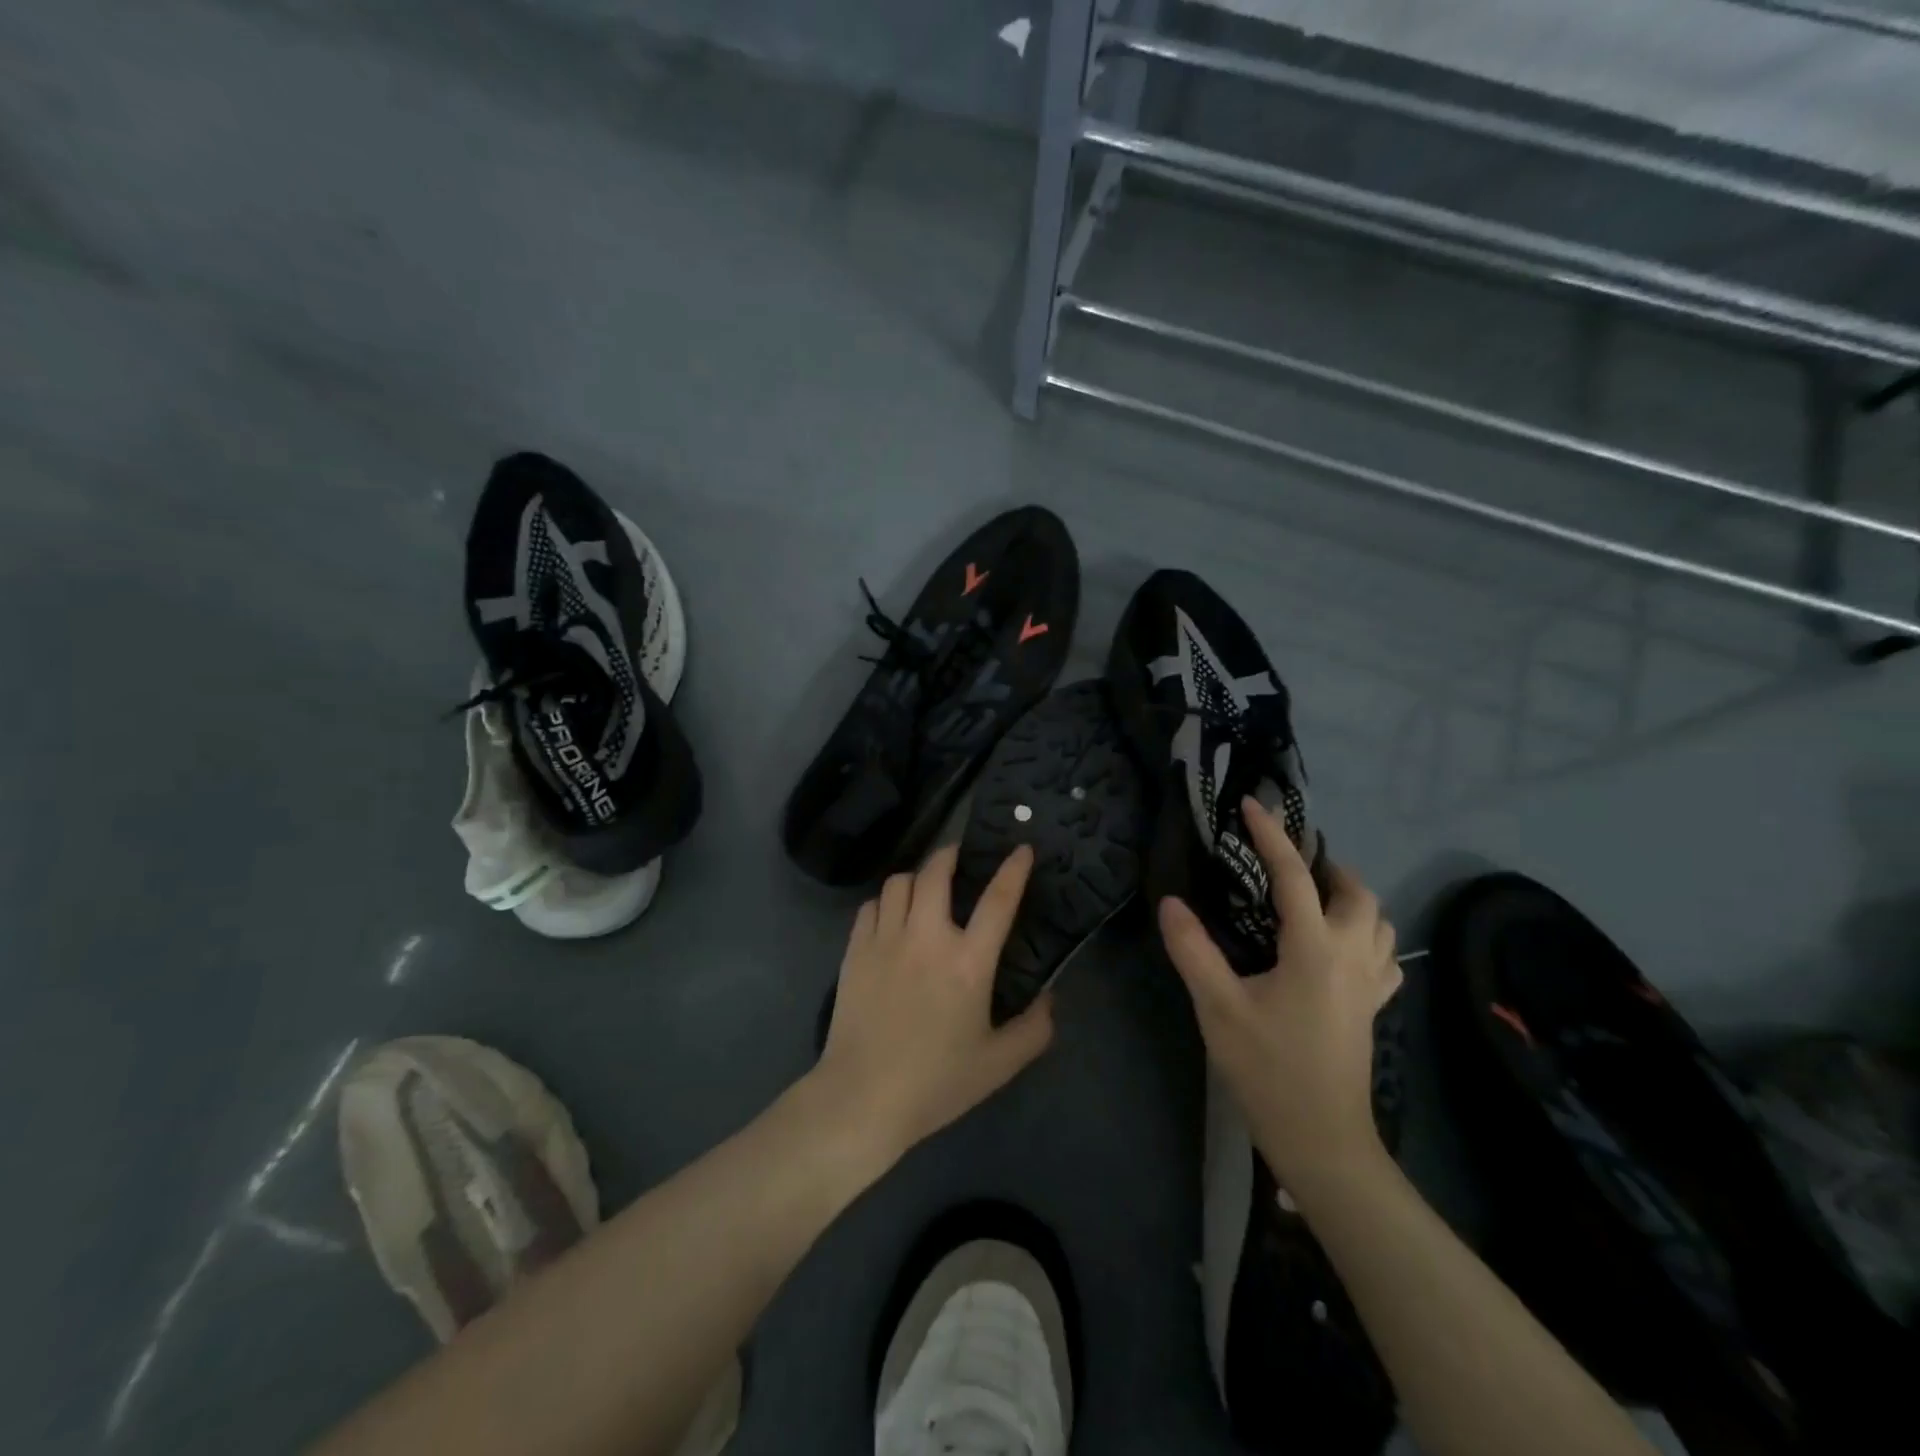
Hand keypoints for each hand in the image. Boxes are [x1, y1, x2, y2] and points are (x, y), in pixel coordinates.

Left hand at [816, 844, 1053, 1167]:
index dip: (1013, 868)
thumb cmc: (935, 1082)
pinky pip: (870, 906)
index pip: (998, 900)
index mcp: (968, 962)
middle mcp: (926, 938)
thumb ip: (1034, 1029)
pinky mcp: (855, 951)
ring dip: (916, 878)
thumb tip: (1050, 998)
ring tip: (924, 888)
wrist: (862, 1098)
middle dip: (951, 853)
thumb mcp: (999, 1065)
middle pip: (936, 872)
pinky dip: (885, 902)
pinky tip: (891, 917)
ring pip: (899, 882)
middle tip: (961, 856)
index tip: (1022, 848)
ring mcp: (885, 940)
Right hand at [1158, 797, 1400, 1185]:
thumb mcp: (1219, 1008)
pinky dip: (1368, 933)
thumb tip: (1172, 901)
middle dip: (1326, 865)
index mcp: (1315, 950)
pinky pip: (1384, 954)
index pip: (1294, 876)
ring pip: (1380, 921)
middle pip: (1356, 892)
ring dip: (1352, 896)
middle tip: (1287, 861)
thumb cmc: (1268, 1070)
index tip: (1251, 806)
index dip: (1272, 836)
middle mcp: (1352, 957)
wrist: (1323, 1140)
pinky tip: (1342, 944)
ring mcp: (1370, 984)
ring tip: (1314, 895)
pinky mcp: (1373, 1008)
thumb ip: (1194, 950)